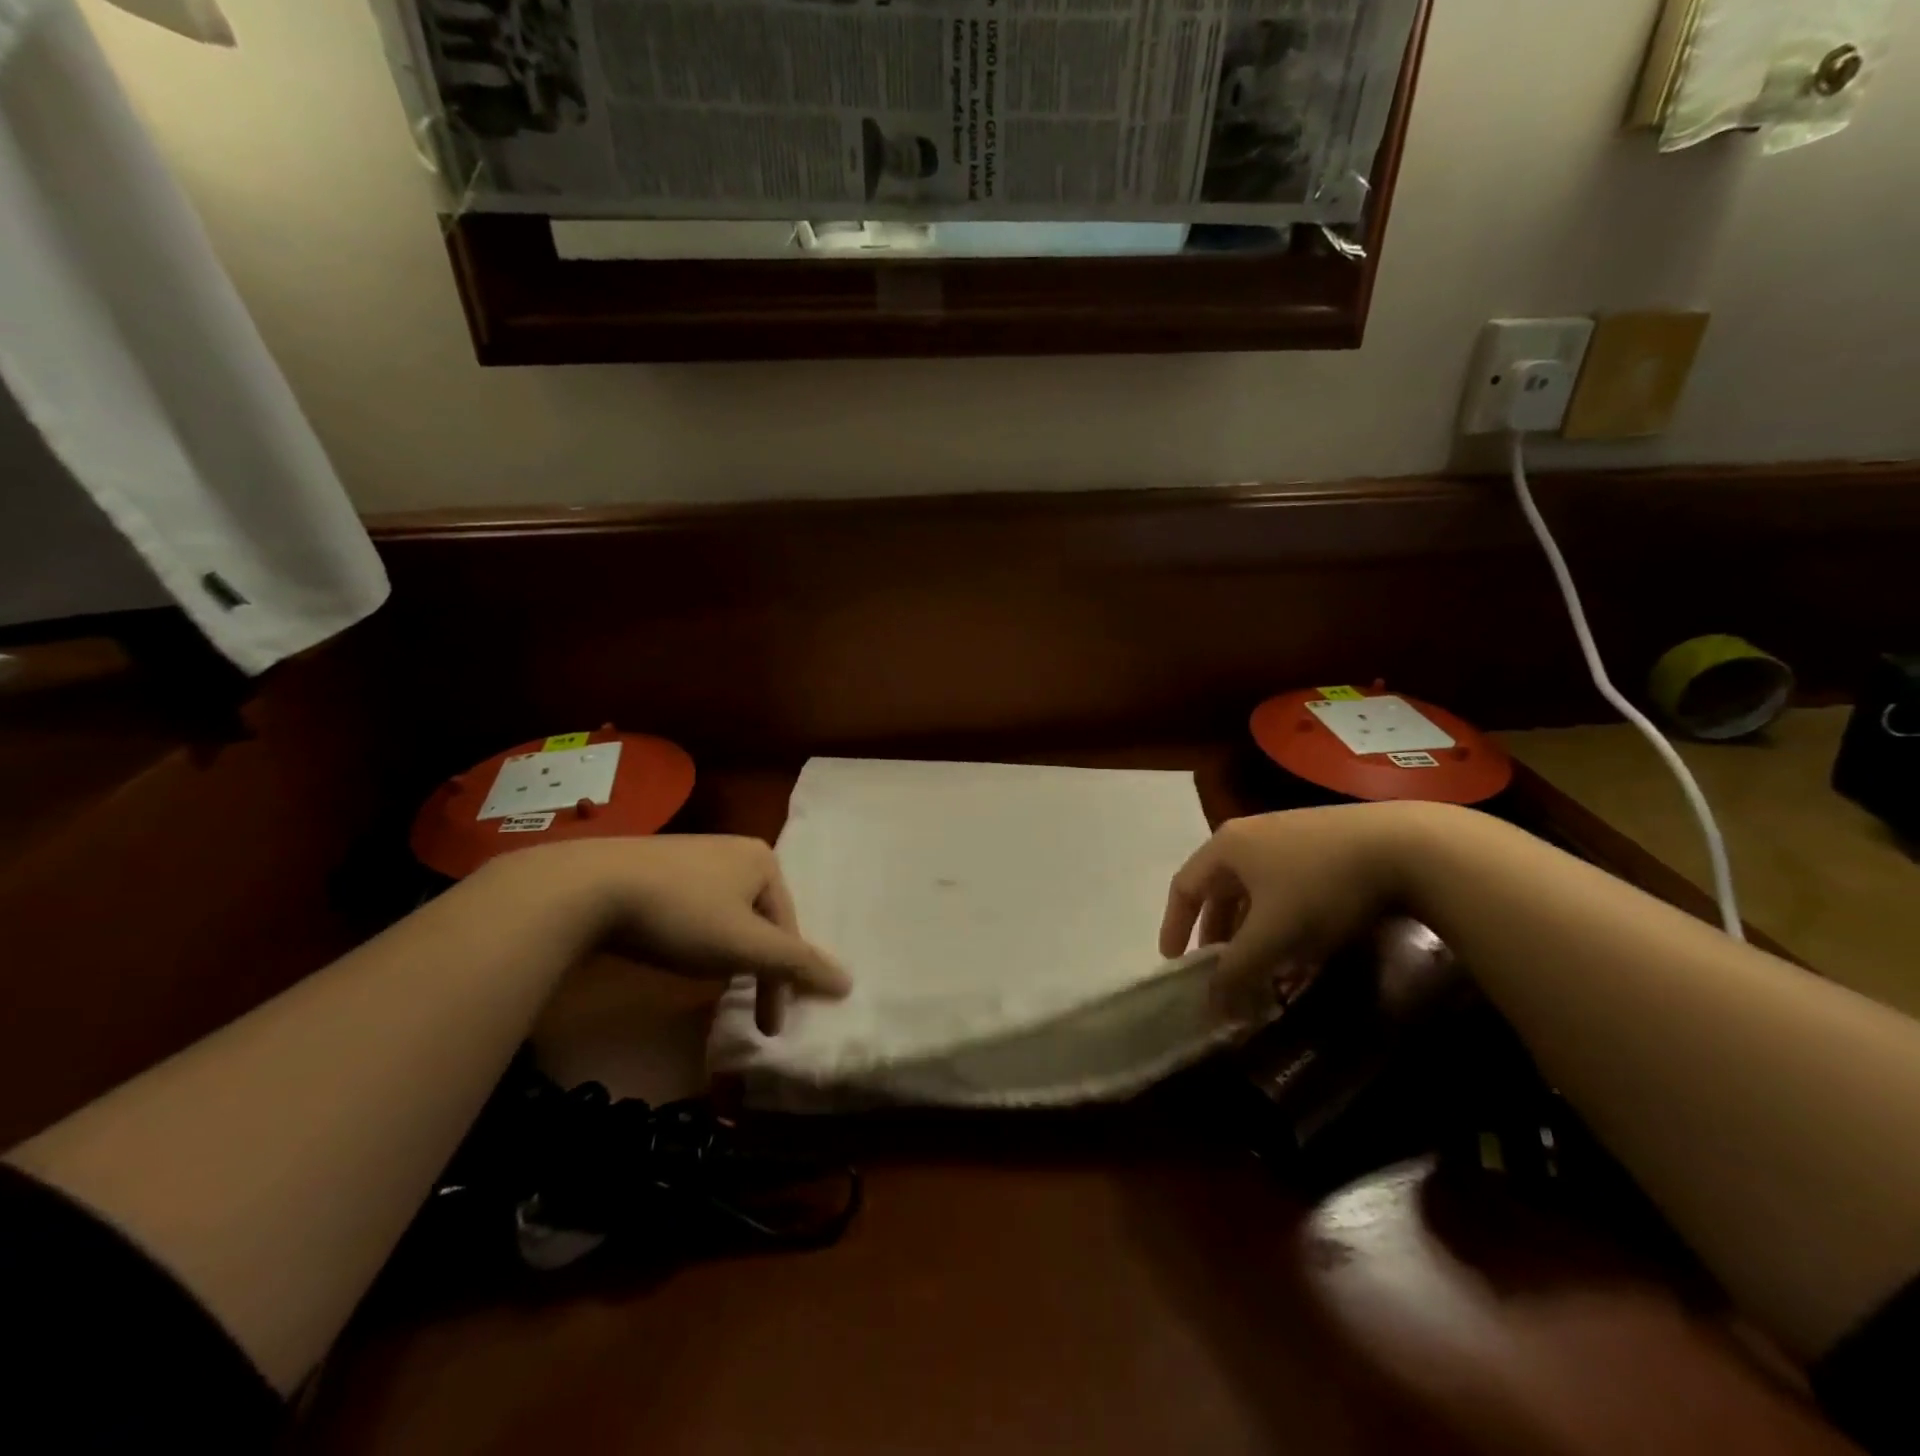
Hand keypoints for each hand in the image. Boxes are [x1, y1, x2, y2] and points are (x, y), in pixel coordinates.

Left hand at [499, 836, 848, 1033]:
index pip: (787, 928)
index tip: (770, 1027)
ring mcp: (693, 855)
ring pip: (727, 915)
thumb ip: (797, 965)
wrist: (588, 888)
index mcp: (764, 860)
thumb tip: (849, 983)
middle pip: (759, 920)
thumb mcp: (745, 947)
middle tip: (750, 1010)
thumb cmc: (682, 915)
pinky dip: (698, 937)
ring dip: (728, 954)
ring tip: (714, 985)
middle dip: (757, 966)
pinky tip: (679, 951)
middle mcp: (734, 849)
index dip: (782, 980)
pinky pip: (694, 907)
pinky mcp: (656, 867)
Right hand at [1159, 805, 1414, 993]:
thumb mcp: (1273, 934)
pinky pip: (1286, 888)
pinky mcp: (1323, 846)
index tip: (1174, 961)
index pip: (1184, 886)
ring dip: (1253, 932)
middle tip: (1222, 970)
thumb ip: (1236, 970)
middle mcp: (1251, 835)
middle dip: (1218, 934)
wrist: (1406, 847)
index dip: (1174, 925)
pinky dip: (1282, 920)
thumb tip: (1211, 1006)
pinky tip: (1302, 948)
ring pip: (1256, 892)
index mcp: (1227, 846)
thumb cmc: (1321, 886)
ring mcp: (1289, 837)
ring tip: (1263, 965)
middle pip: (1220, 890)